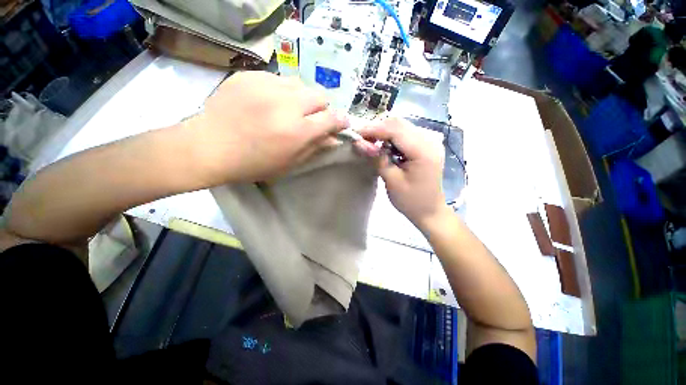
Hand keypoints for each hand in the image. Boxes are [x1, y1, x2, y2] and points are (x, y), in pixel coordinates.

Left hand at [186, 71, 348, 183]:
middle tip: (311, 119)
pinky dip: (281, 92)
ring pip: (300, 85)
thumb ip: (315, 148)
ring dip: (302, 98)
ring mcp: (266, 86)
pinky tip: (268, 103)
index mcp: (297, 131)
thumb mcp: (289, 163)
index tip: (341, 124)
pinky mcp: (249, 76)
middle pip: (320, 95)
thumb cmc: (253, 163)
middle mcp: (286, 104)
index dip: (341, 121)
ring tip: (289, 110)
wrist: (208, 147)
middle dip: (322, 108)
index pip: (332, 118)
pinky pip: (277, 79)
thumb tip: (334, 139)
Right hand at [354, 117, 447, 227]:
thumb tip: (359, 142)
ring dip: (383, 131)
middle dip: (377, 128)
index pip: (395, 130)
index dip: (373, 129)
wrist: (430, 210)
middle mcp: (430, 139)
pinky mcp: (425, 144)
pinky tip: (382, 145)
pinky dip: (390, 137)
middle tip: (360, 138)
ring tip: (368, 141)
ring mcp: (429, 140)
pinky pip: (405, 133)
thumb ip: (377, 159)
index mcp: (424, 150)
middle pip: (399, 123)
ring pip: (401, 126)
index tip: (355, 133)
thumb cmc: (411, 200)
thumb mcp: (392, 181)